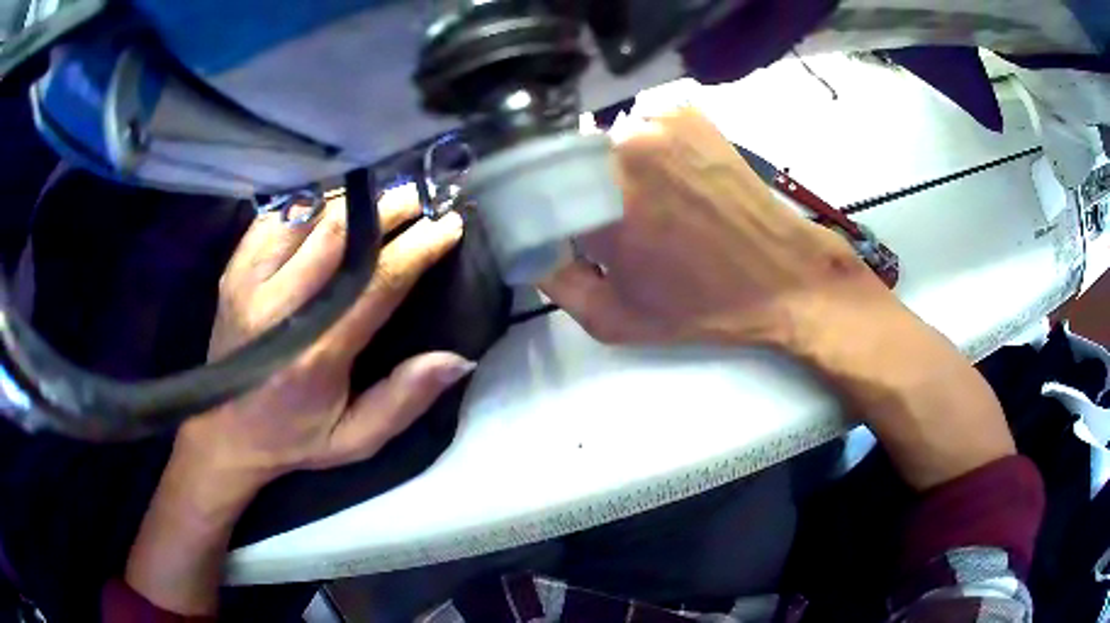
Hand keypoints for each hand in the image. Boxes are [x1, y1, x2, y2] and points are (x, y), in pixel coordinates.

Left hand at [126, 186, 471, 614]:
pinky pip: (277, 216)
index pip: (374, 283)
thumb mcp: (354, 439)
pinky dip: (311, 202)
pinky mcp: (234, 269)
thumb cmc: (292, 438)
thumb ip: (403, 401)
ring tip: (384, 194)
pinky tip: (335, 201)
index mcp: (314, 353)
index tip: (448, 225)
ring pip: (308, 216)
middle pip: (339, 235)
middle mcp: (278, 307)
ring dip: (351, 199)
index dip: (416, 249)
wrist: (222, 430)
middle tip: (420, 196)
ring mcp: (249, 281)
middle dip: (386, 209)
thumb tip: (458, 358)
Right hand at [551, 108, 876, 346]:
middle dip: (575, 190)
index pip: (534, 187)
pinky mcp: (687, 113)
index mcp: (601, 199)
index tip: (557, 230)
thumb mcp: (615, 319)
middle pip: (568, 159)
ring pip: (604, 141)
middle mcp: (624, 146)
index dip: (542, 209)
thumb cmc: (701, 305)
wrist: (782, 275)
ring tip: (647, 203)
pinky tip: (670, 179)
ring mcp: (659, 121)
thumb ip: (555, 281)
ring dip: (610, 169)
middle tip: (608, 222)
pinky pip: (640, 126)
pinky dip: (643, 150)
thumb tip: (529, 244)